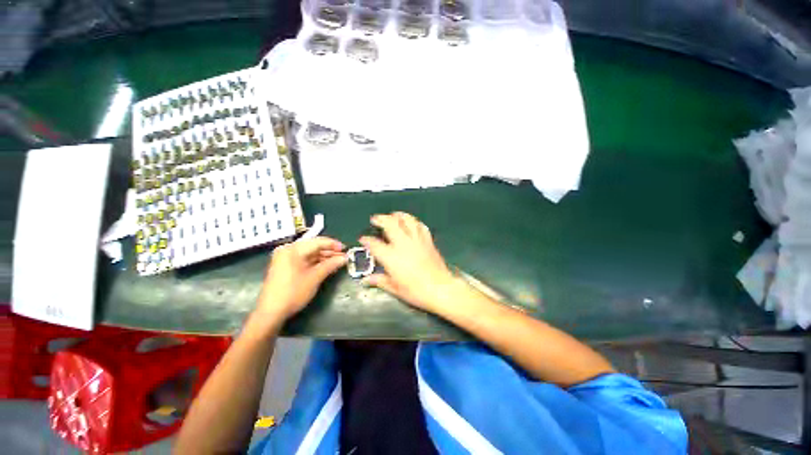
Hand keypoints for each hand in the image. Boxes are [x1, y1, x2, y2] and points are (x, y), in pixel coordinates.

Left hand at [256, 237, 346, 320]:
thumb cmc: (293, 292)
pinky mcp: (285, 266)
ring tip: (338, 261)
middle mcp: (288, 249)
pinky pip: (304, 259)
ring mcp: (285, 258)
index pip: (318, 242)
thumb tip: (345, 258)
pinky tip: (327, 265)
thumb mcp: (315, 277)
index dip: (334, 245)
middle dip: (330, 252)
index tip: (346, 249)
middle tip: (344, 257)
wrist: (270, 312)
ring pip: (310, 253)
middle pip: (313, 246)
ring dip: (324, 257)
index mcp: (293, 249)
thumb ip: (331, 265)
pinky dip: (316, 262)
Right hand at [360, 212, 458, 311]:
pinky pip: (420, 226)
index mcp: (391, 256)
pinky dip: (414, 222)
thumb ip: (380, 281)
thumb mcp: (395, 289)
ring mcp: (416, 240)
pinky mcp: (427, 240)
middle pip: (390, 224)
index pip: (374, 244)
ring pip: (407, 220)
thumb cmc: (416, 291)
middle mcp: (402, 244)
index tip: (363, 238)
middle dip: (381, 219)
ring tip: (393, 215)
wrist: (440, 289)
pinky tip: (411, 223)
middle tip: (375, 219)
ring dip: (398, 215)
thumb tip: (366, 280)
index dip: (367, 240)